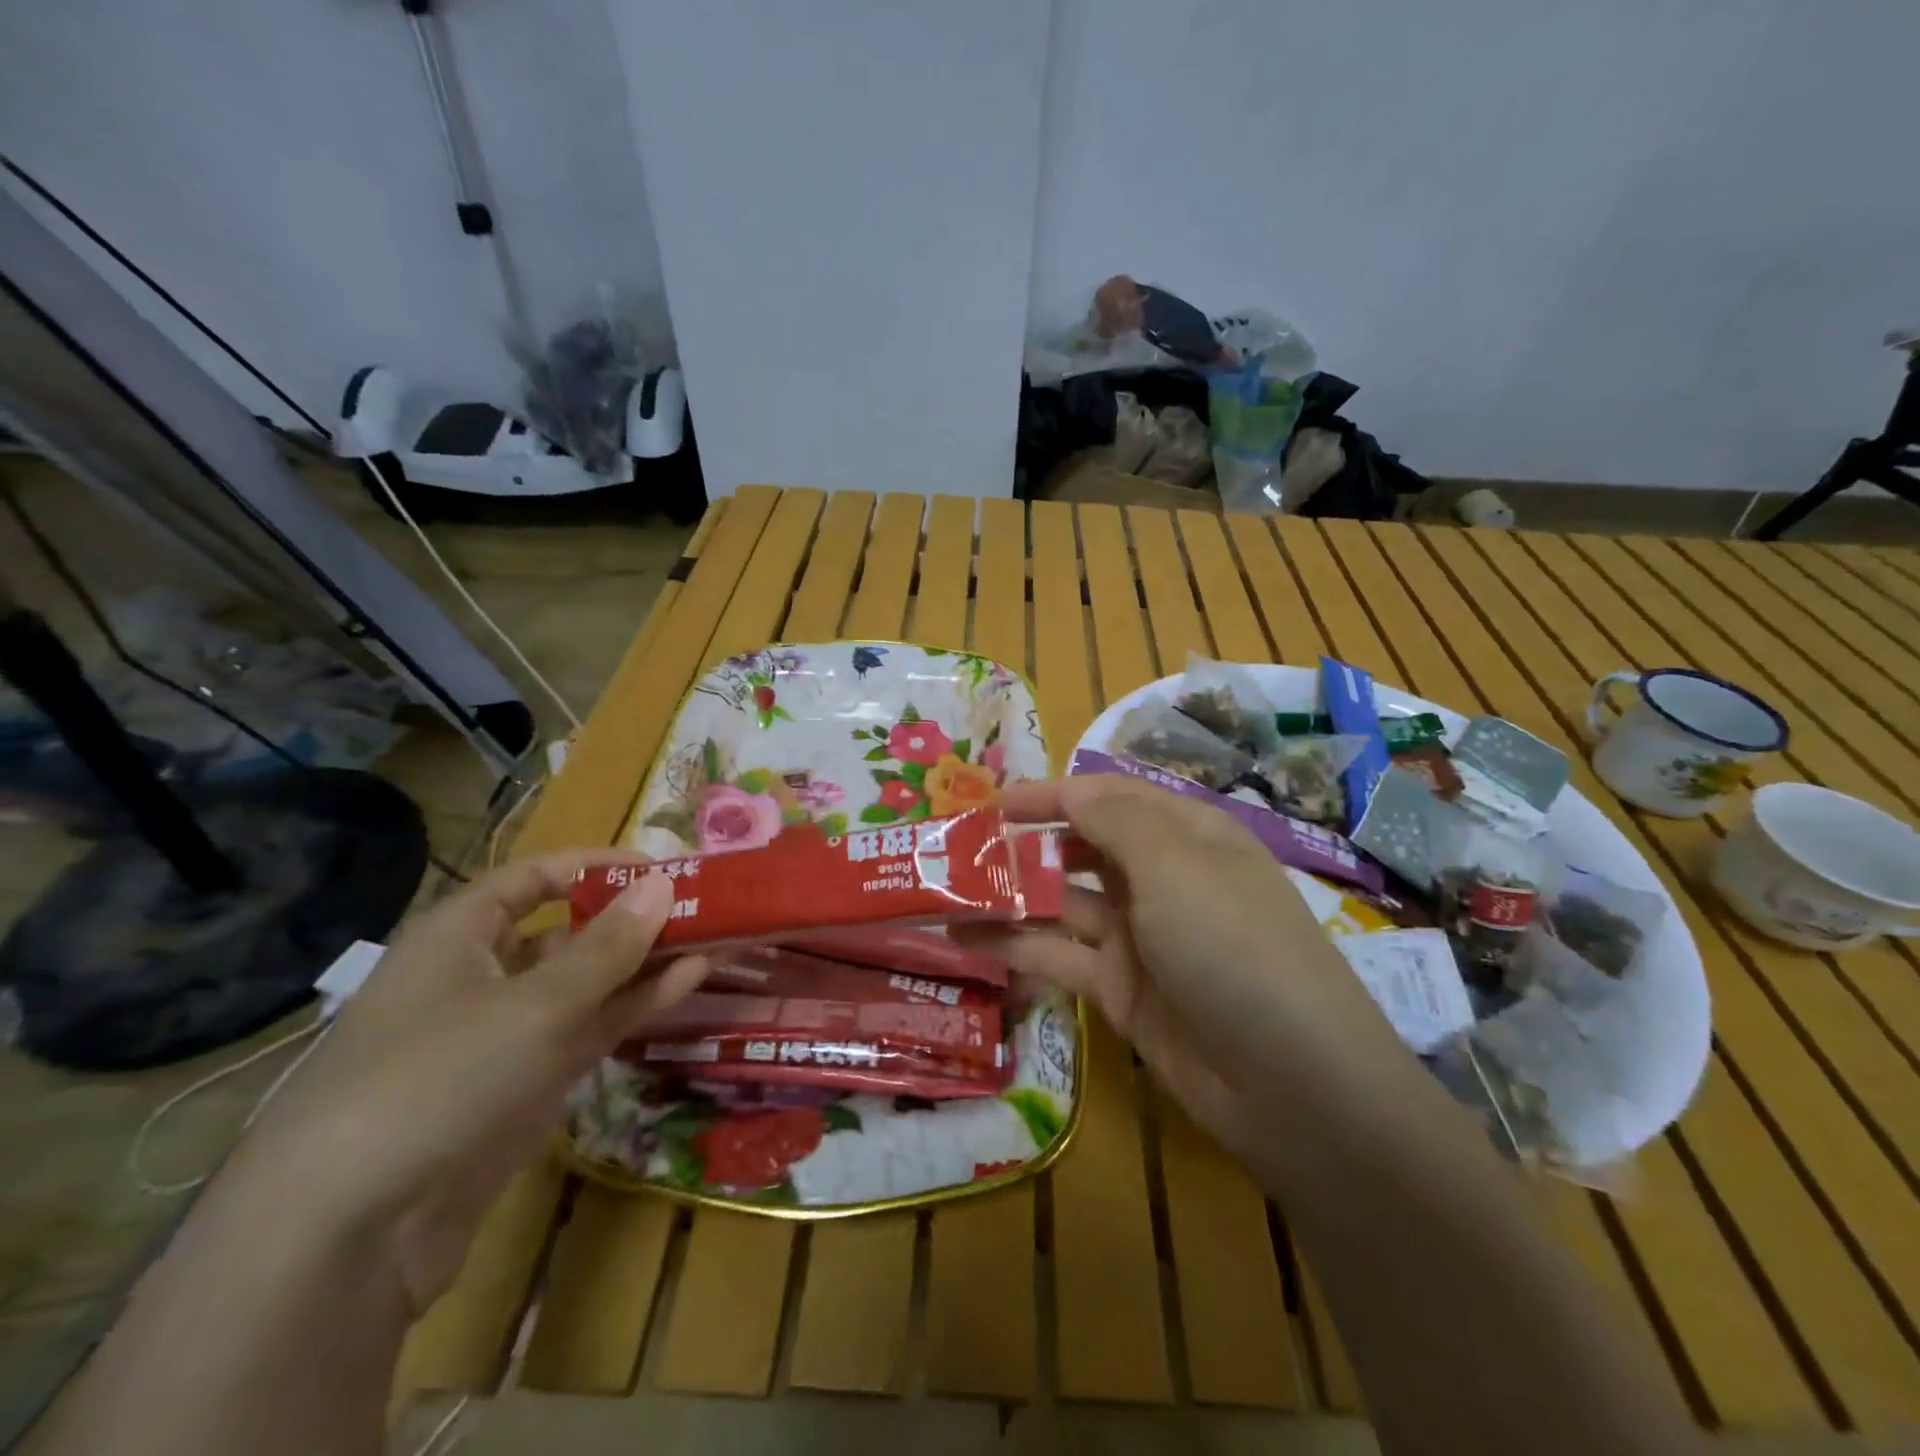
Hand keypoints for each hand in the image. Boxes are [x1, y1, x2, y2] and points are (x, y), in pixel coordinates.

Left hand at [233, 851, 706, 1314]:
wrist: (349, 1235)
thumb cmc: (437, 1078)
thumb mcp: (535, 1003)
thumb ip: (609, 945)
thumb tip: (663, 884)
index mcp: (460, 936)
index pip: (533, 879)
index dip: (594, 865)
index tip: (660, 867)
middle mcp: (482, 976)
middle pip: (568, 930)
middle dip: (632, 917)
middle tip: (703, 907)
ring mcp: (506, 1034)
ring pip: (587, 982)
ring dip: (645, 962)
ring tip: (714, 939)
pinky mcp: (528, 1084)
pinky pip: (590, 1028)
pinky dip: (635, 1005)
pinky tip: (689, 982)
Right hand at [967, 777, 1417, 1168]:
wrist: (1291, 1083)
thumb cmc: (1233, 946)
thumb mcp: (1175, 866)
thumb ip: (1114, 820)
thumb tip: (1069, 788)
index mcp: (1185, 835)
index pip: (1108, 797)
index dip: (1051, 794)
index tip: (992, 803)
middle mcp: (1160, 879)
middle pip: (1081, 847)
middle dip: (1025, 844)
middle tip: (961, 851)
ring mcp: (1139, 936)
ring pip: (1062, 903)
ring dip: (1010, 896)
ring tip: (946, 894)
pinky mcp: (1120, 989)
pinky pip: (1060, 954)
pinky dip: (1015, 945)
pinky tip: (967, 939)